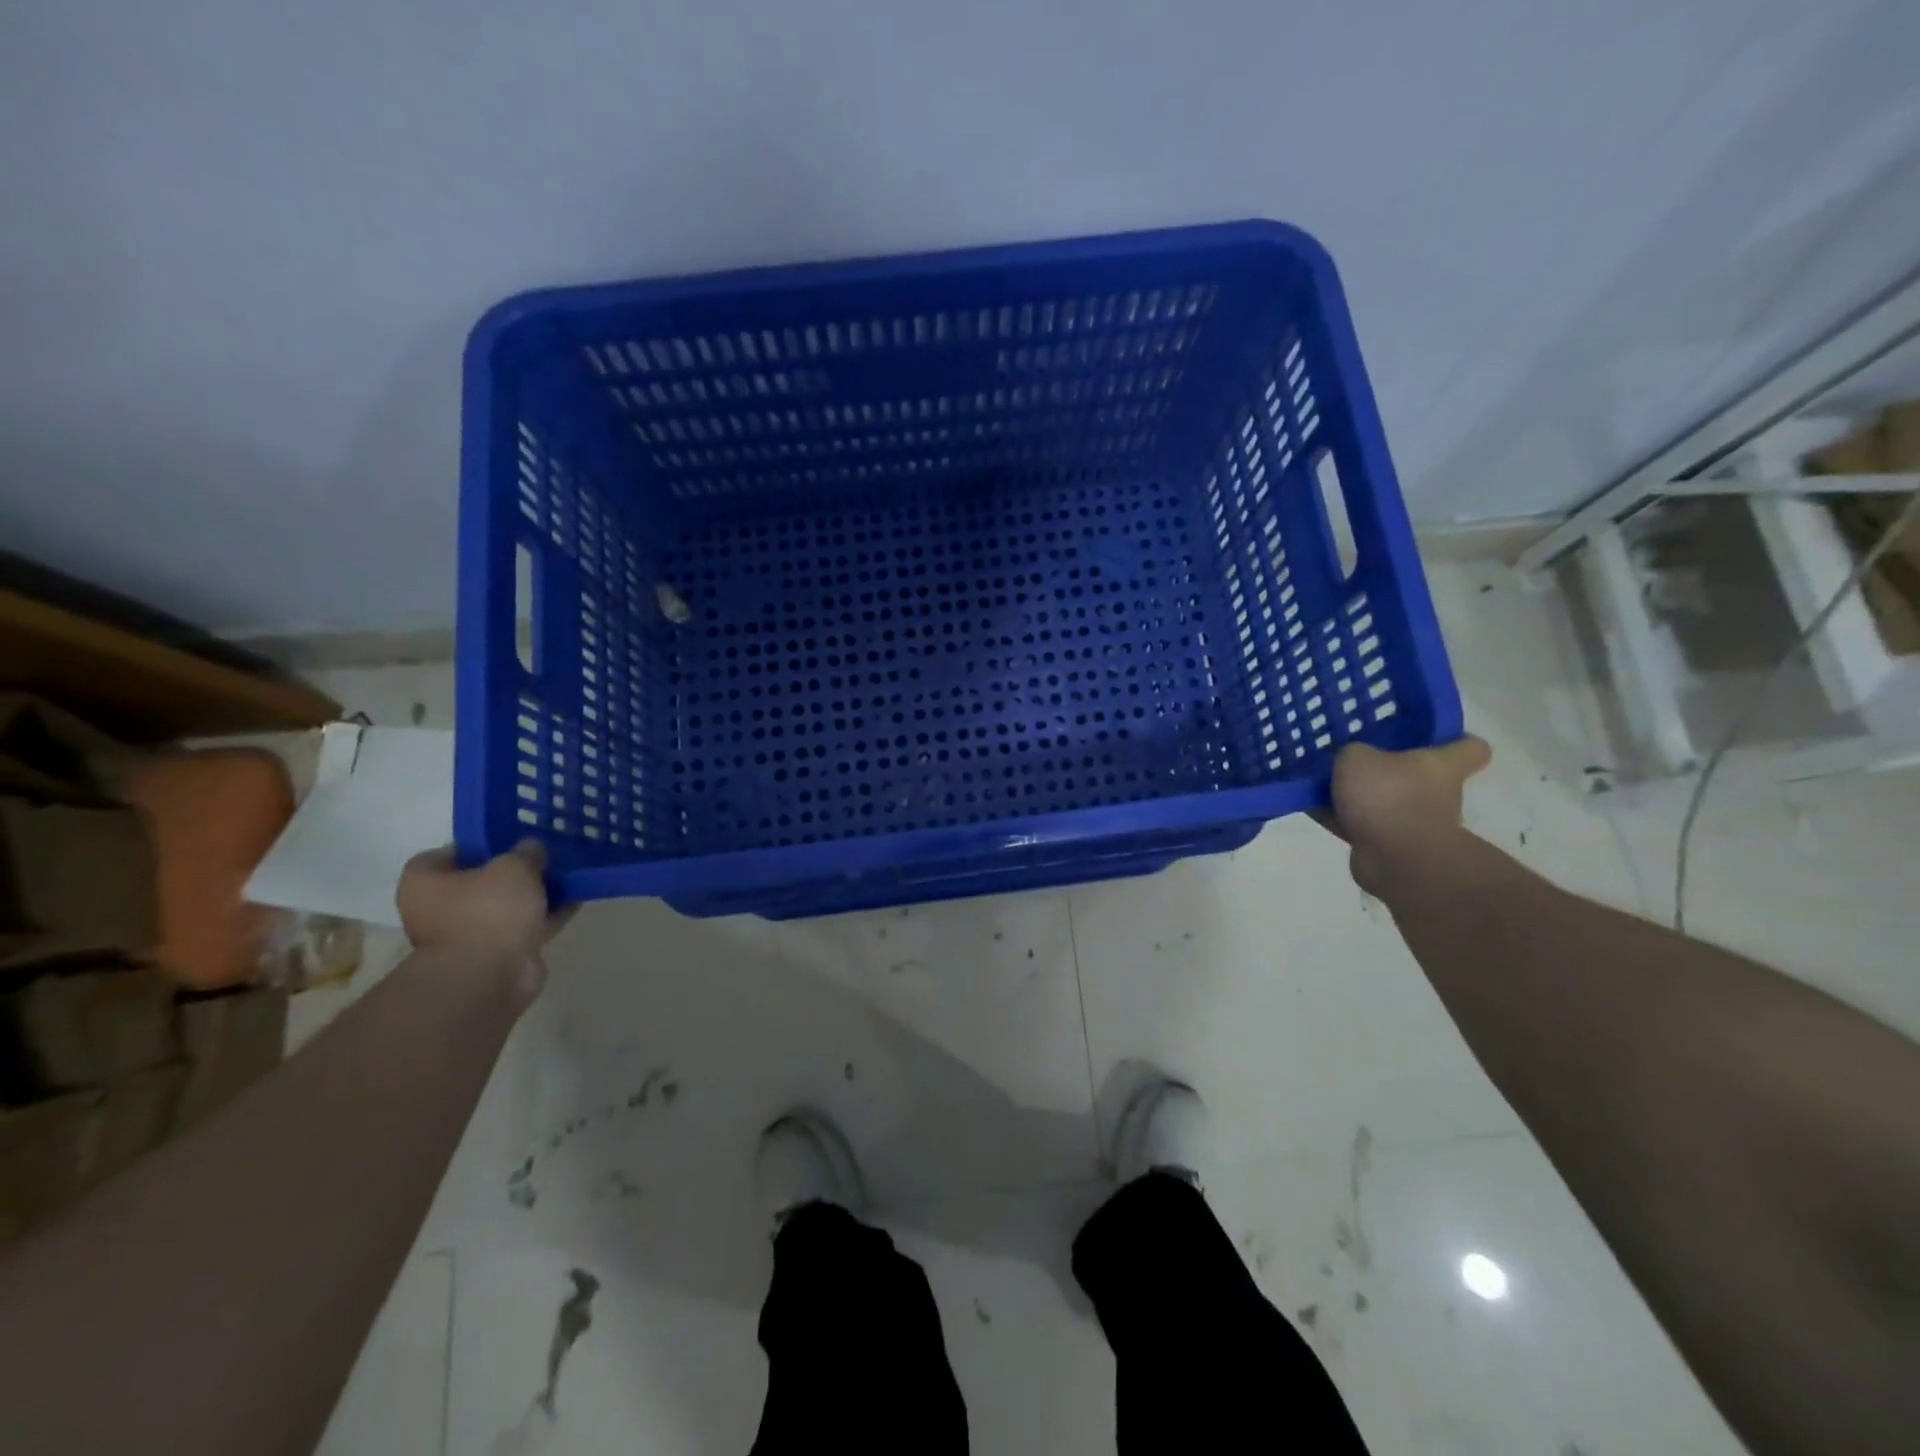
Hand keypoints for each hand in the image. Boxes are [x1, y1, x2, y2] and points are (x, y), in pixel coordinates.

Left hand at [397, 841, 571, 1001]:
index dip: (479, 845)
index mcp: (425, 882)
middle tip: (544, 855)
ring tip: (567, 875)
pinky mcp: (497, 954)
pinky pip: (525, 926)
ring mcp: (468, 934)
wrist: (488, 977)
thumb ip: (526, 852)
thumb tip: (532, 848)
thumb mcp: (514, 866)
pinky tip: (575, 900)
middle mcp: (439, 908)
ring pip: (506, 905)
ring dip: (533, 894)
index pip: (449, 853)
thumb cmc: (487, 911)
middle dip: (513, 871)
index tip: (510, 840)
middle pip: (481, 881)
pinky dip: (546, 915)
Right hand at [1319, 737, 1491, 894]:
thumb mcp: (1357, 759)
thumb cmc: (1388, 797)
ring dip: (1362, 798)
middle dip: (1391, 771)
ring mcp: (1419, 824)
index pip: (1472, 748)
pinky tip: (1313, 809)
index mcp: (1442, 766)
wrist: (1397, 860)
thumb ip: (1352, 753)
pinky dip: (1342, 819)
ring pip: (1389, 802)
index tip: (1434, 738)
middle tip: (1357, 761)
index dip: (1456, 740)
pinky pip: (1365, 826)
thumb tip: (1351, 761)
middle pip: (1421, 776)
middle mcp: (1439, 794)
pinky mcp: (1396, 849)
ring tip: (1325, 786)